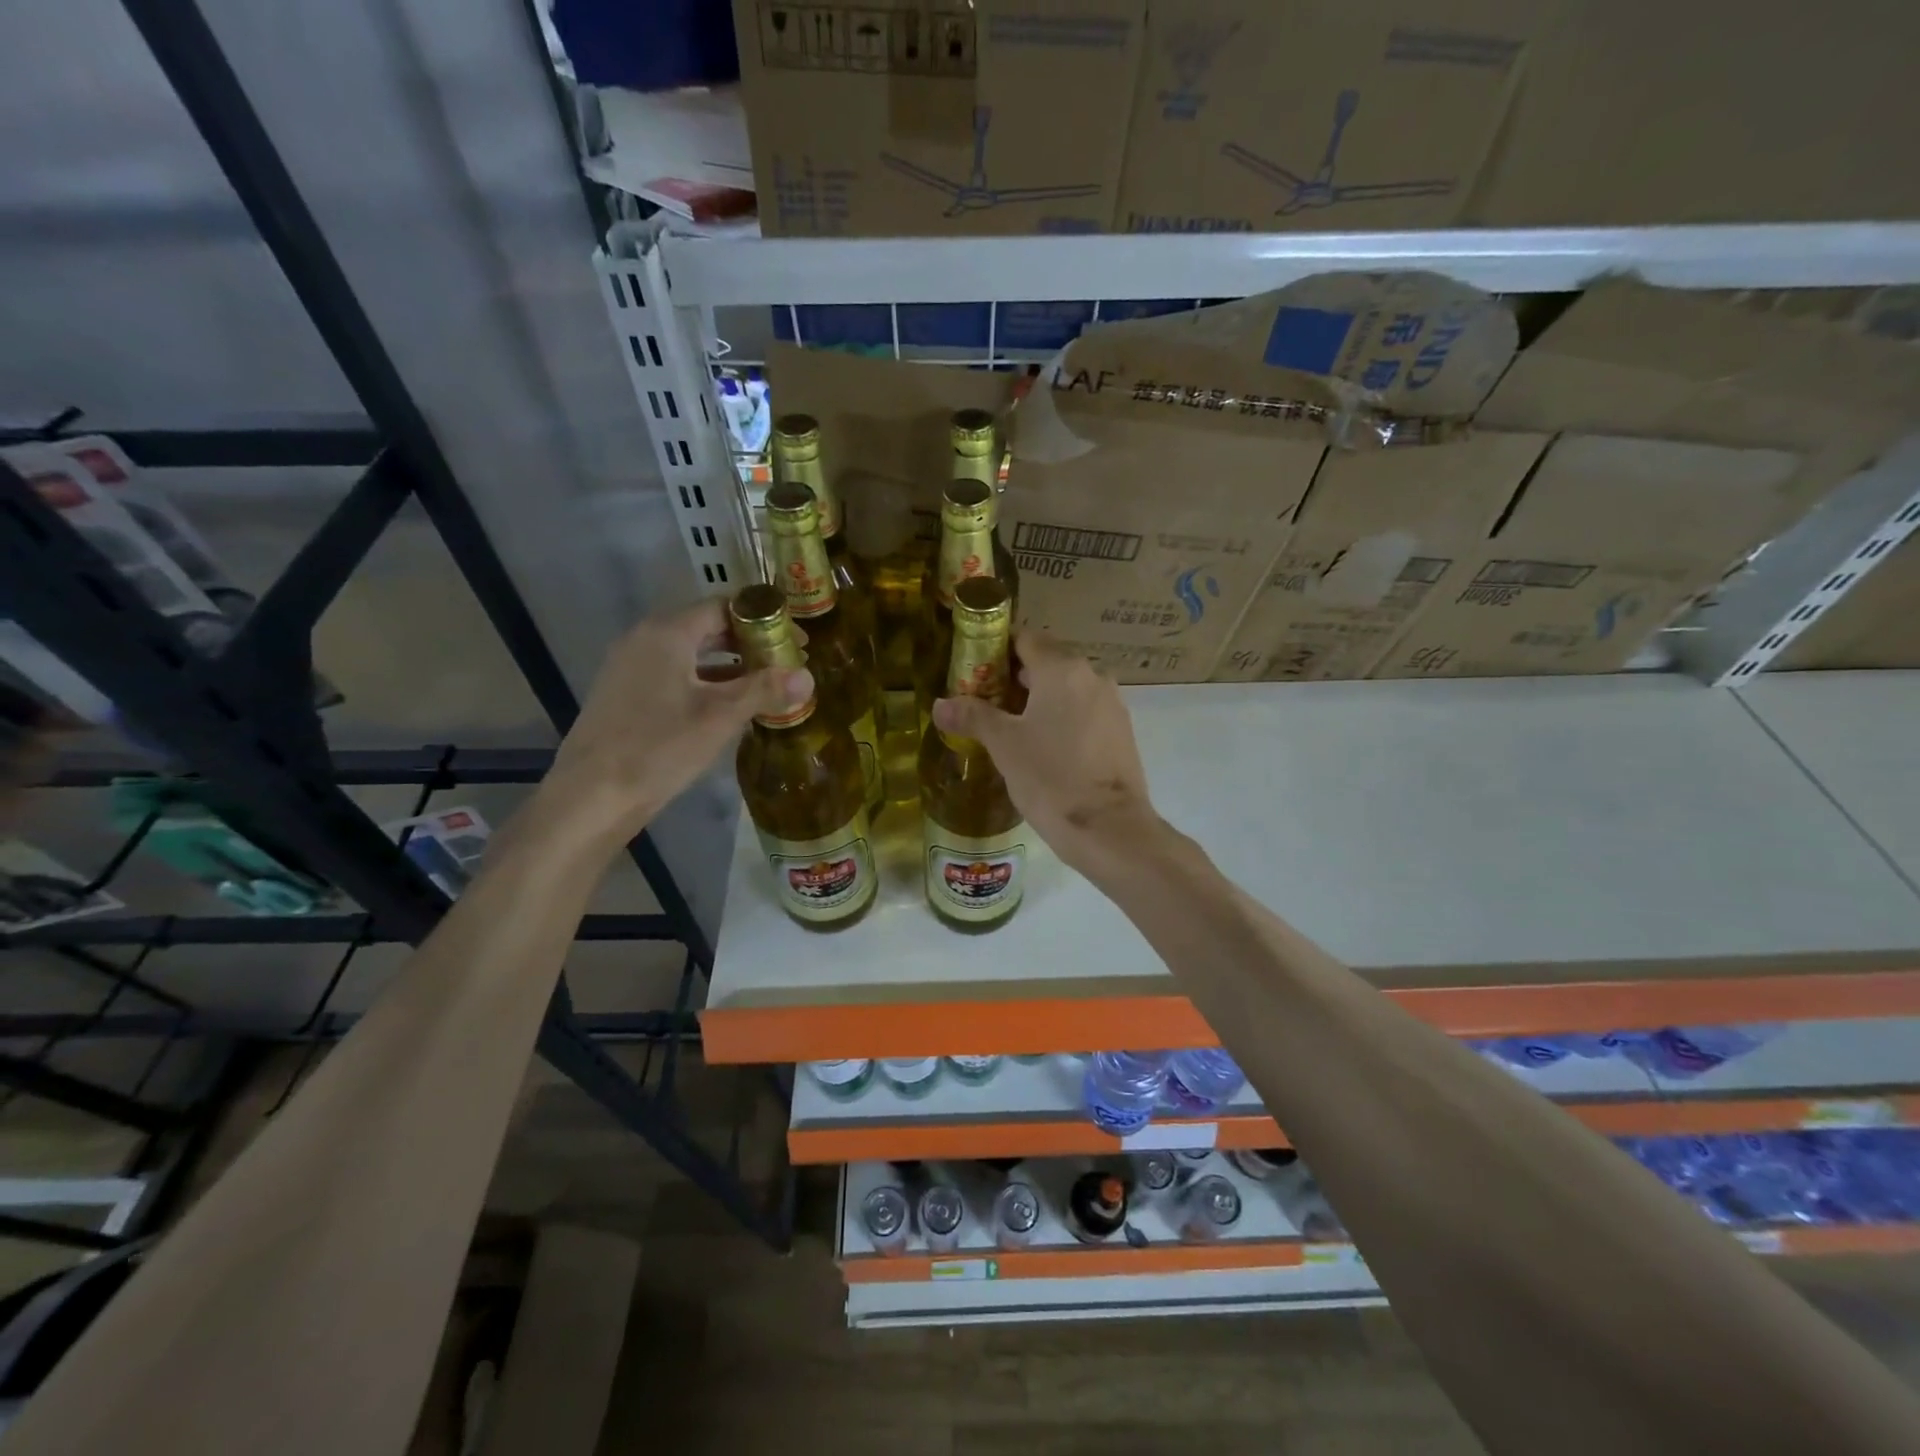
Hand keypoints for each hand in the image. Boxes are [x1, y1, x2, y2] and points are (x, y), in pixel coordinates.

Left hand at [541, 600, 811, 853]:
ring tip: (764, 686)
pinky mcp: (625, 693)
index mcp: (667, 632)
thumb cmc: (659, 747)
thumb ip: (765, 690)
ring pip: (690, 653)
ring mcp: (630, 666)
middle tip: (785, 665)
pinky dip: (705, 681)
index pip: (724, 607)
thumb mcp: (720, 717)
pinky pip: (674, 674)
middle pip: (707, 628)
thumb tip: (809, 677)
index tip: (796, 642)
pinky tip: (727, 707)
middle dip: (749, 644)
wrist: (592, 796)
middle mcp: (645, 638)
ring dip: (729, 665)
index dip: (765, 621)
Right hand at [932, 631, 1157, 875]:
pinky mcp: (1122, 732)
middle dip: (1016, 677)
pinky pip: (1085, 711)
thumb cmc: (1050, 777)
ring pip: (1068, 688)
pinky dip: (1063, 718)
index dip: (998, 649)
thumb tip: (939, 704)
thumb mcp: (1004, 745)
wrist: (1109, 828)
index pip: (1026, 638)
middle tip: (985, 702)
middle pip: (1048, 662)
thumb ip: (972, 717)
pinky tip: (1045, 747)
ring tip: (1011, 727)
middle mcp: (1092, 676)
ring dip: (1041, 699)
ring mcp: (1112, 704)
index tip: (976, 670)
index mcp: (1062, 669)